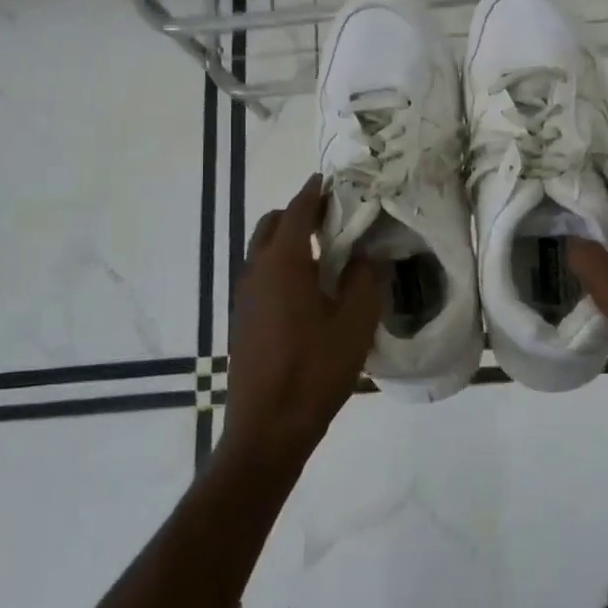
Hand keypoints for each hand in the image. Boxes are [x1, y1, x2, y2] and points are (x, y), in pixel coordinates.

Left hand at [223, 176, 380, 470]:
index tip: (332, 180)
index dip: (315, 192)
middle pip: (273, 225)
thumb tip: (365, 257)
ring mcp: (244, 296)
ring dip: (289, 240)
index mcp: (283, 263)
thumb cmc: (315, 370)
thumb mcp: (355, 323)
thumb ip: (364, 280)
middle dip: (300, 213)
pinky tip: (308, 289)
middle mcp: (257, 271)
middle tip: (334, 219)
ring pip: (263, 250)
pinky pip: (261, 275)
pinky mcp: (243, 319)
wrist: (267, 427)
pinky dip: (281, 265)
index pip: (298, 211)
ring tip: (326, 253)